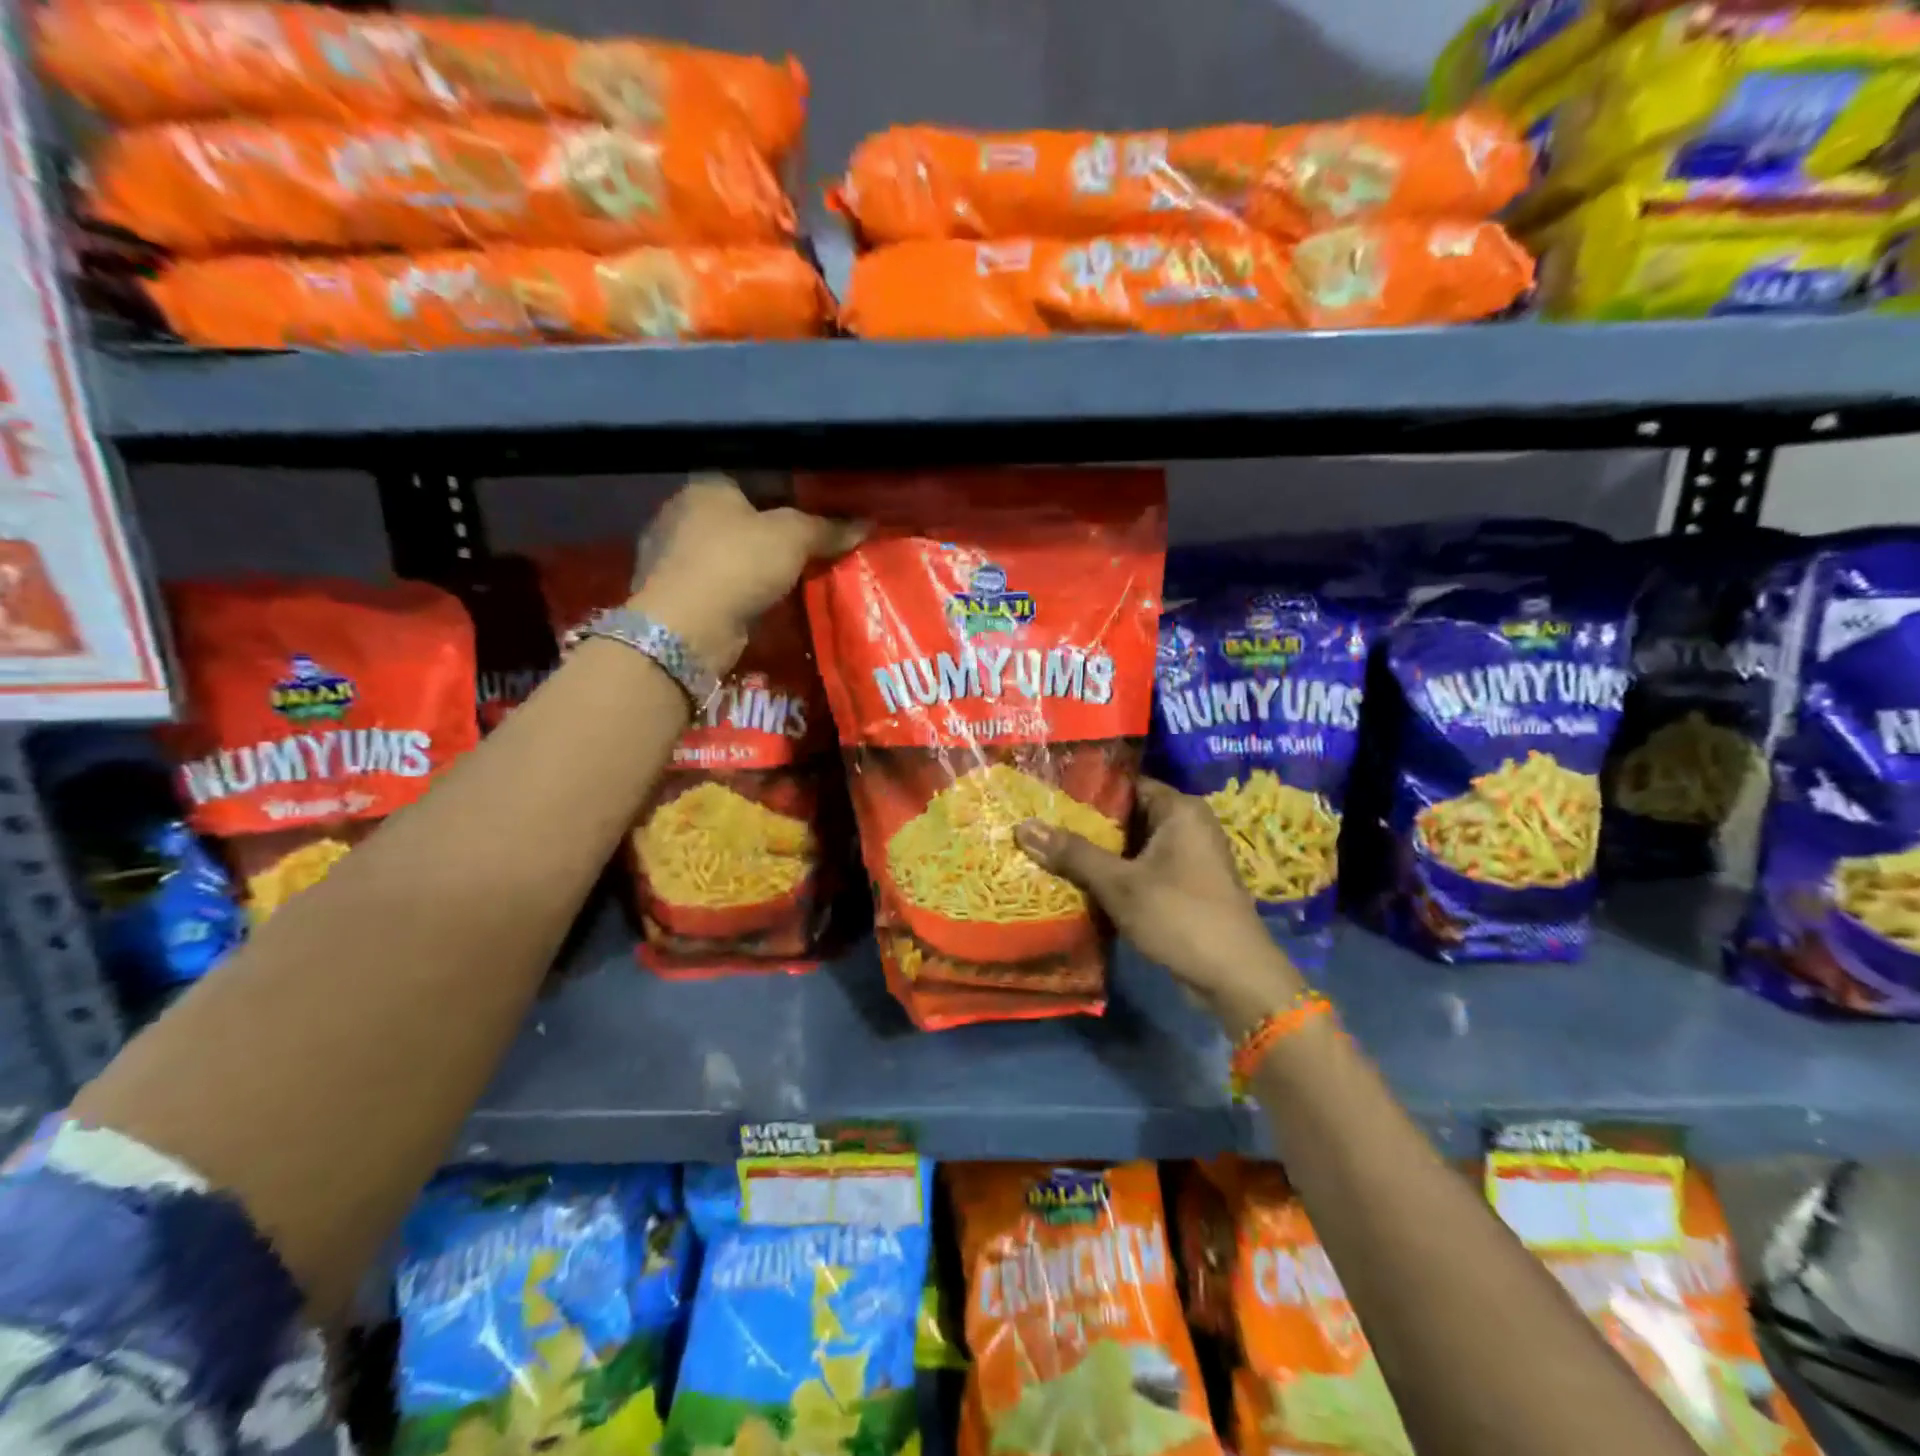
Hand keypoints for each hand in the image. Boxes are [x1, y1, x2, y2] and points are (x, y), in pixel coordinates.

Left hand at [630, 475, 864, 669]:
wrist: (687, 627)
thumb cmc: (737, 563)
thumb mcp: (792, 537)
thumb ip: (827, 528)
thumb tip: (865, 524)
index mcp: (706, 485)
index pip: (755, 476)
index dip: (791, 490)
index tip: (821, 509)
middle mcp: (684, 513)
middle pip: (742, 515)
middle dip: (775, 530)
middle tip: (814, 544)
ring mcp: (675, 555)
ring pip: (731, 552)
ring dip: (759, 564)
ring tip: (797, 574)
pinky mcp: (678, 593)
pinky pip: (722, 583)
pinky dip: (744, 590)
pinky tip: (768, 599)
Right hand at [1014, 779, 1305, 1036]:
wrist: (1235, 978)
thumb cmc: (1180, 916)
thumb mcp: (1120, 884)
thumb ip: (1073, 853)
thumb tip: (1023, 827)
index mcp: (1179, 809)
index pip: (1126, 784)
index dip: (1086, 789)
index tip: (1046, 794)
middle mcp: (1188, 825)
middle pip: (1127, 815)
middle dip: (1086, 824)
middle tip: (1039, 823)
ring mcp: (1189, 858)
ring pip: (1133, 846)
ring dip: (1099, 853)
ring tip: (1049, 850)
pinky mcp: (1186, 887)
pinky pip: (1143, 869)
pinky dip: (1116, 874)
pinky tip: (1079, 882)